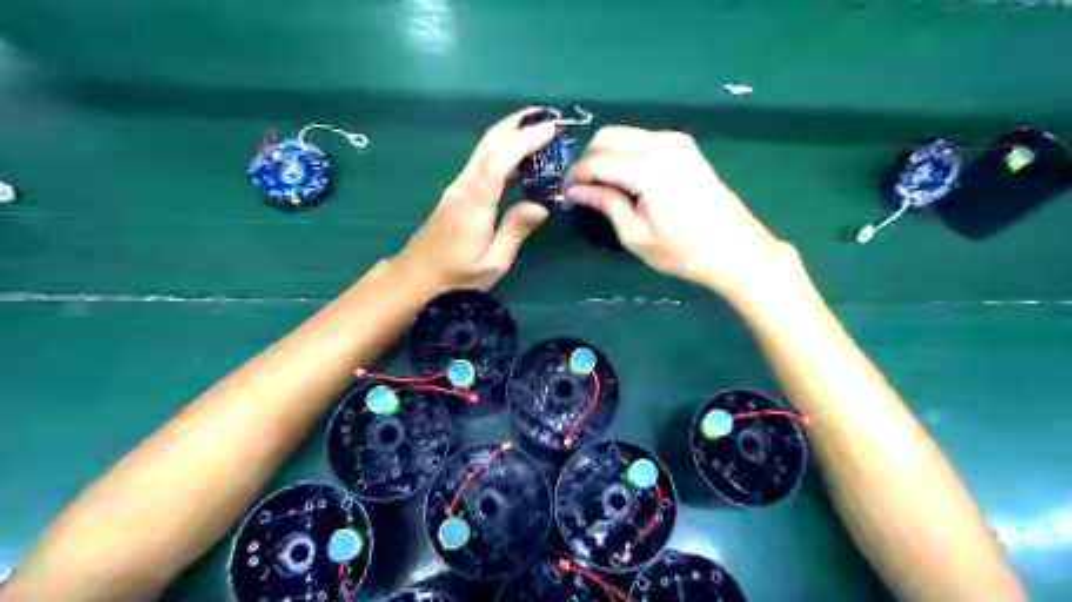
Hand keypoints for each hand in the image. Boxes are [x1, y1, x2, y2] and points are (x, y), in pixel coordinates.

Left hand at [393, 110, 560, 294]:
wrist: (412, 281)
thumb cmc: (453, 280)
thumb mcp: (491, 264)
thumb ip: (515, 232)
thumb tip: (541, 205)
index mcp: (474, 203)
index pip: (500, 160)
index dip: (524, 140)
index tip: (551, 128)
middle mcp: (463, 187)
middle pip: (488, 144)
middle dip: (517, 125)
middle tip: (548, 117)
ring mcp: (457, 189)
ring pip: (484, 151)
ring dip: (510, 136)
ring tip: (540, 132)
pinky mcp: (456, 195)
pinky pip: (482, 165)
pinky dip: (503, 154)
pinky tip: (521, 163)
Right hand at [563, 125, 798, 297]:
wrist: (736, 250)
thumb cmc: (683, 251)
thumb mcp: (635, 235)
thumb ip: (605, 204)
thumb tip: (575, 190)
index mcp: (648, 168)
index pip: (596, 160)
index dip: (575, 175)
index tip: (565, 192)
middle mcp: (661, 143)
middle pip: (608, 136)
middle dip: (588, 159)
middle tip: (582, 188)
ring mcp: (677, 142)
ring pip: (625, 134)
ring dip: (607, 154)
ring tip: (601, 185)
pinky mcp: (685, 147)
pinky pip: (643, 140)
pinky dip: (626, 153)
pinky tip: (626, 178)